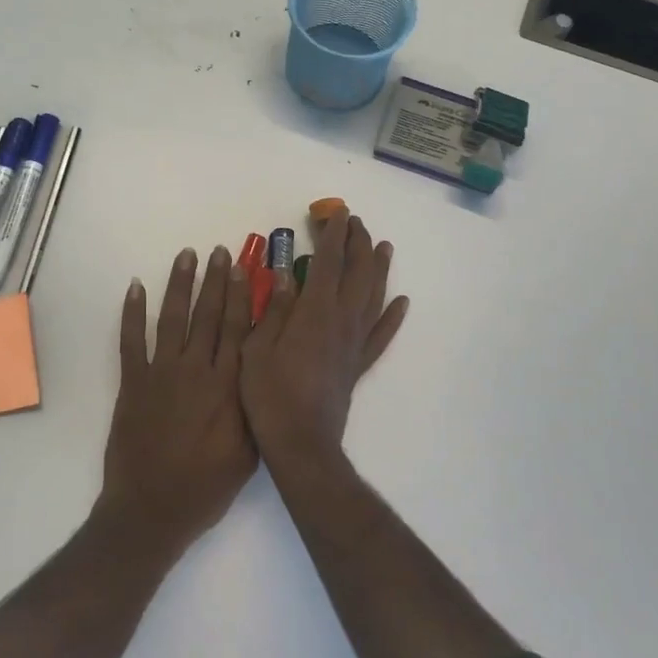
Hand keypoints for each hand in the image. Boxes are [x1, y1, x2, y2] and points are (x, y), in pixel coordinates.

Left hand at [99, 246, 257, 547]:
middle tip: (219, 252)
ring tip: (186, 255)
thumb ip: (255, 407)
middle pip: (207, 316)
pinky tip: (136, 287)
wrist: (151, 511)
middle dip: (215, 281)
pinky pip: (131, 340)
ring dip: (179, 284)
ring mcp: (160, 374)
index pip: (237, 330)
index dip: (241, 296)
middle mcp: (195, 371)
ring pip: (172, 318)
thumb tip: (264, 369)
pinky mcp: (132, 383)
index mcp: (226, 387)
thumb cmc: (206, 487)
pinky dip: (132, 312)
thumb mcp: (248, 452)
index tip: (244, 269)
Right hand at [239, 211, 408, 470]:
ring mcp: (354, 343)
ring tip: (383, 247)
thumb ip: (273, 309)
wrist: (301, 444)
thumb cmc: (269, 395)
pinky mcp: (358, 364)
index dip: (333, 235)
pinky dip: (393, 316)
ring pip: (374, 297)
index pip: (327, 262)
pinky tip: (402, 303)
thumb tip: (283, 274)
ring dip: (379, 269)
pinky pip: (381, 335)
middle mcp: (341, 321)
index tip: (337, 213)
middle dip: (357, 243)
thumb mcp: (256, 347)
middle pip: (356, 273)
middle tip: (355, 222)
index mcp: (314, 312)